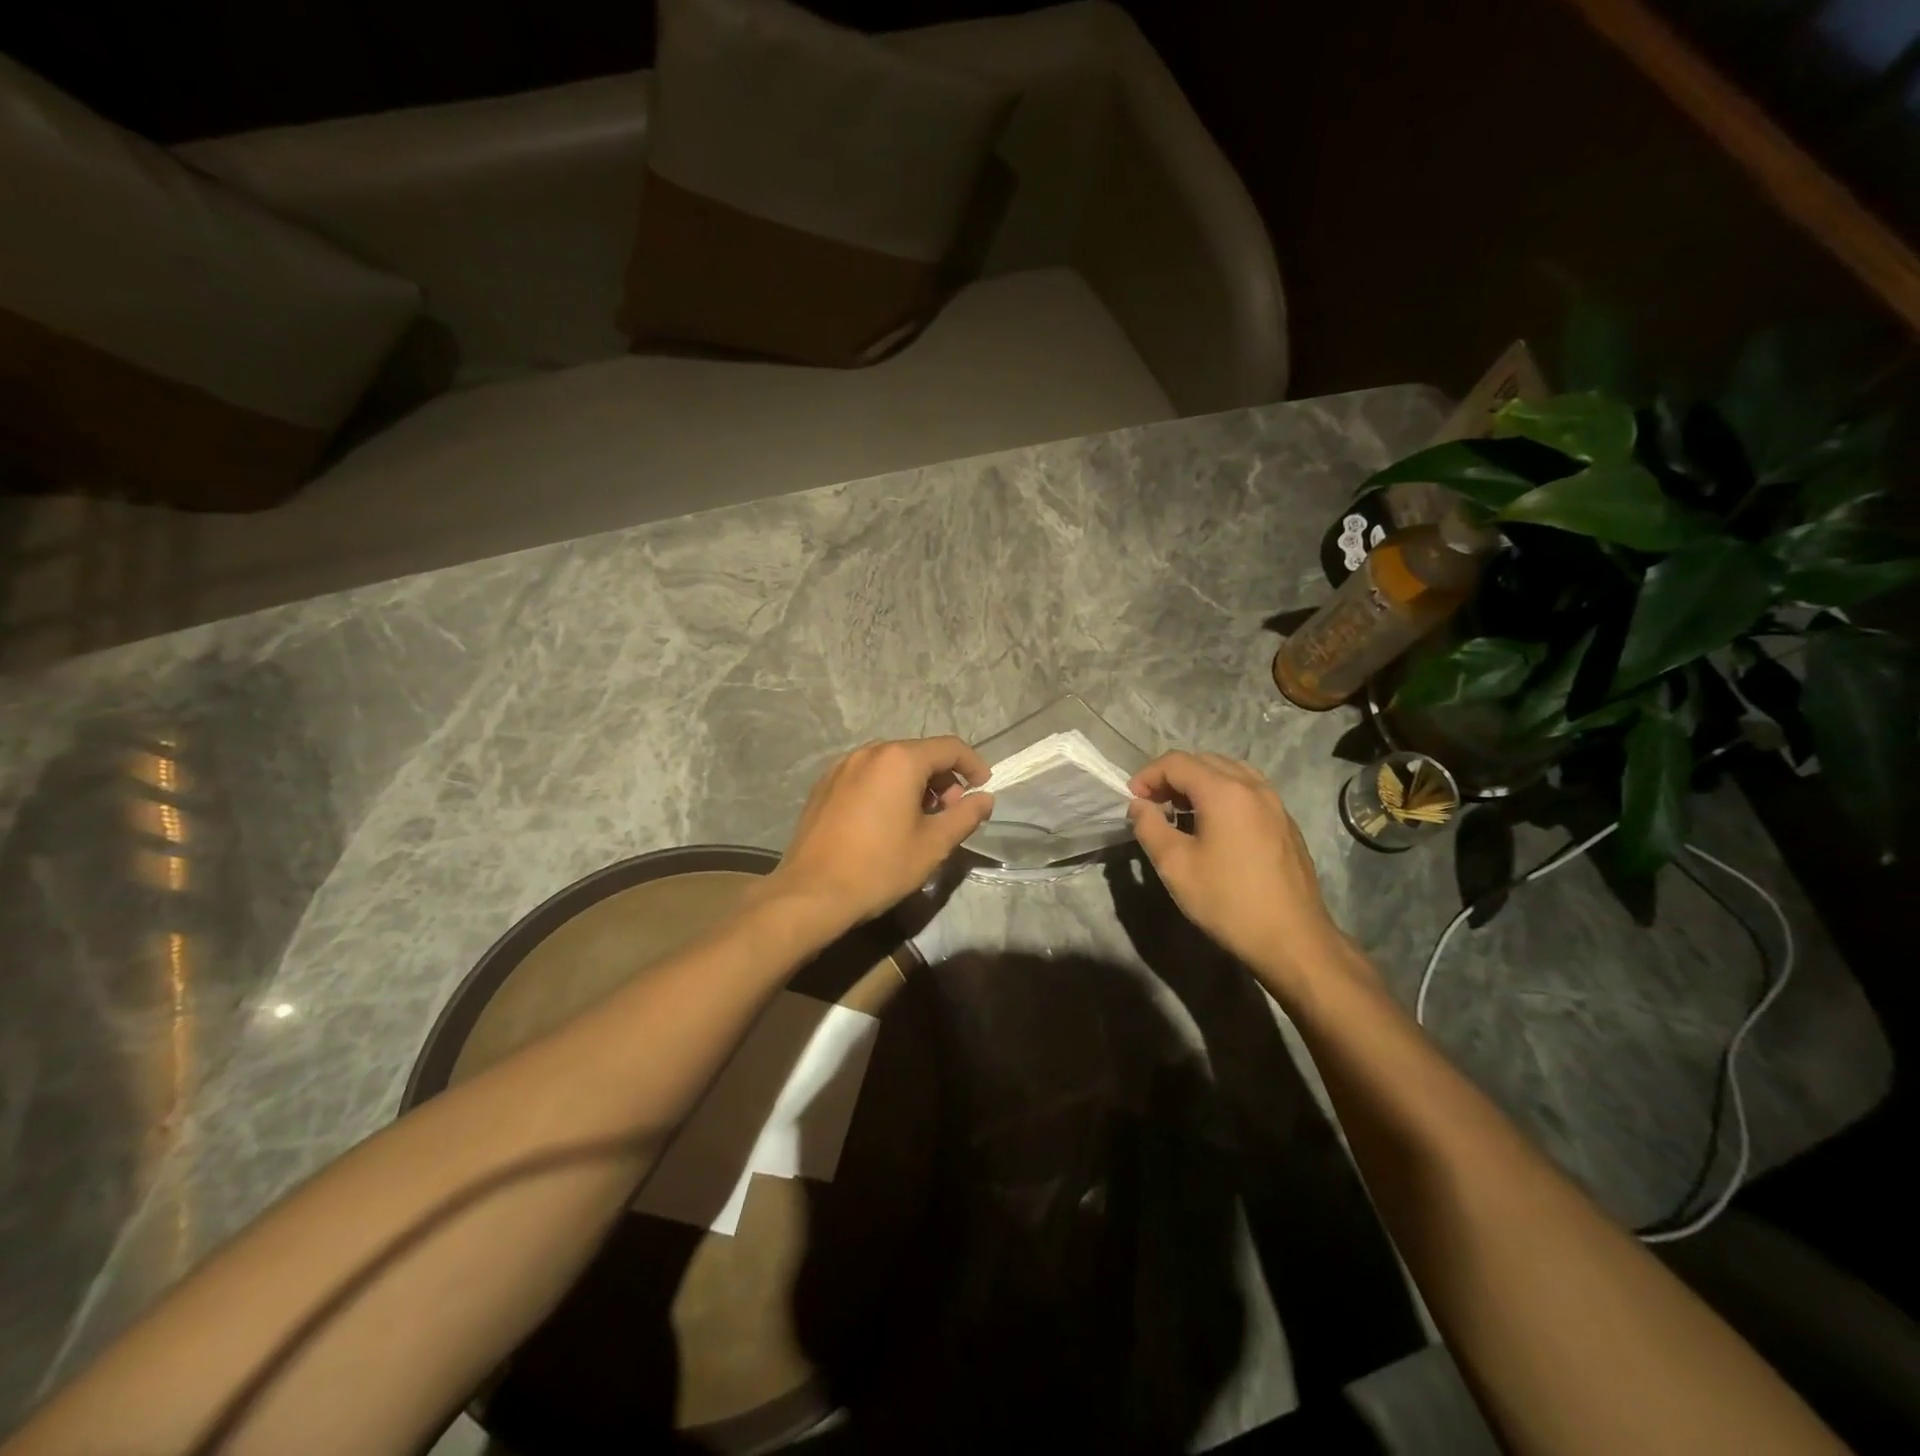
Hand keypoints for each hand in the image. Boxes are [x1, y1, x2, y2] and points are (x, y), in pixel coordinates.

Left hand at [767, 737, 993, 928]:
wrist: (811, 893)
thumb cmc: (880, 867)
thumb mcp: (933, 845)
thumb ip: (965, 816)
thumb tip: (984, 798)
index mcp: (899, 760)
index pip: (949, 748)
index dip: (973, 765)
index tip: (983, 789)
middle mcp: (869, 752)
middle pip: (919, 753)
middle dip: (943, 778)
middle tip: (950, 813)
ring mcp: (841, 767)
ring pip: (891, 764)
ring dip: (914, 783)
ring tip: (919, 819)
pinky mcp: (824, 785)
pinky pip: (866, 776)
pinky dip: (886, 788)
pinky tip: (885, 821)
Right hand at [1126, 751, 1365, 999]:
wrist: (1292, 940)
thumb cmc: (1228, 901)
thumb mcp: (1175, 866)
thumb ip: (1150, 827)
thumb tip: (1139, 806)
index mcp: (1224, 791)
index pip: (1177, 762)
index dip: (1148, 775)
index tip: (1132, 799)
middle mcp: (1253, 787)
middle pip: (1205, 761)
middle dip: (1172, 776)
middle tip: (1152, 804)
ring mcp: (1275, 803)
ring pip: (1230, 772)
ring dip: (1199, 782)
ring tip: (1181, 810)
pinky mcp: (1286, 823)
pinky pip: (1248, 791)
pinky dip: (1223, 794)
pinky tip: (1213, 825)